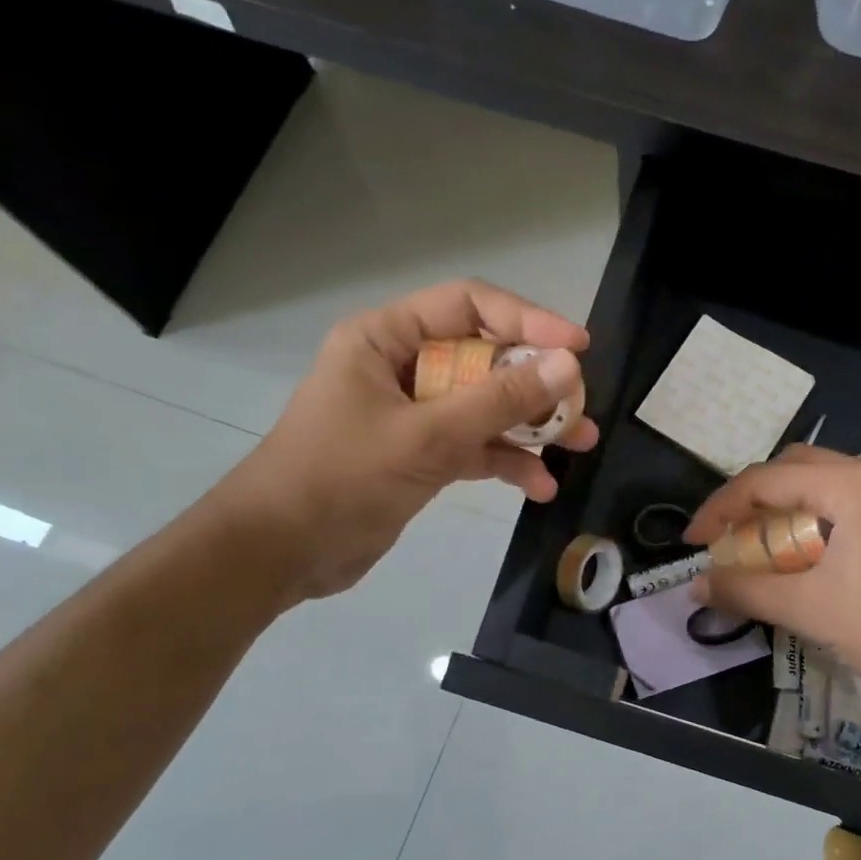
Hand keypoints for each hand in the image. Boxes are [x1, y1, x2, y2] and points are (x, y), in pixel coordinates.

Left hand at [214, 280, 598, 601]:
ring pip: (485, 405)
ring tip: (580, 444)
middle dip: (536, 383)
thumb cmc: (341, 478)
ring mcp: (413, 413)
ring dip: (531, 425)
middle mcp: (402, 366)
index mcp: (386, 339)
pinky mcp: (421, 455)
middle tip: (580, 406)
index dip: (527, 320)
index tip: (577, 348)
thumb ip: (498, 401)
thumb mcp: (426, 437)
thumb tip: (567, 366)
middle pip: (485, 357)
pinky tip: (540, 486)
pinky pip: (474, 446)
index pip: (468, 306)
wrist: (281, 553)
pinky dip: (506, 462)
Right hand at [684, 447, 860, 694]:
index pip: (765, 480)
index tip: (694, 543)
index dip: (720, 508)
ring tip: (764, 549)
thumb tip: (696, 587)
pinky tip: (811, 554)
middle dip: (752, 502)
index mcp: (851, 484)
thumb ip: (746, 591)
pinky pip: (850, 500)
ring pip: (824, 482)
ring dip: (786, 509)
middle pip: (794, 469)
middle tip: (728, 540)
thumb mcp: (809, 610)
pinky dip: (818, 518)